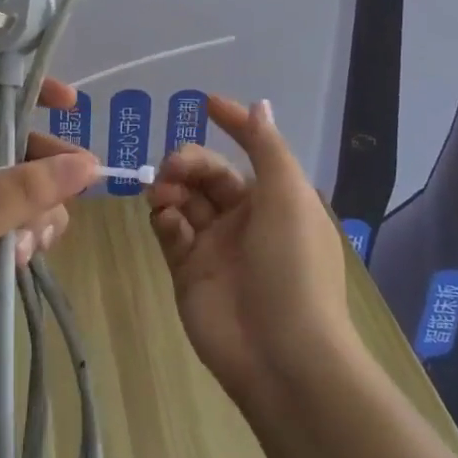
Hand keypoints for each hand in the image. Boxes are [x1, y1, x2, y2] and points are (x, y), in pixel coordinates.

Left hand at [0, 82, 98, 384]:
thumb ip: (25, 188)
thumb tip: (89, 164)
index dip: (29, 97)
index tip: (70, 102)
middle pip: (22, 149)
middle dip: (47, 172)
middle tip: (82, 181)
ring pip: (34, 191)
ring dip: (39, 215)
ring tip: (24, 244)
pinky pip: (31, 225)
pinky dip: (34, 238)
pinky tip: (23, 258)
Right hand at [145, 95, 354, 406]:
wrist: (281, 354)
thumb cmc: (292, 265)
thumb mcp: (289, 196)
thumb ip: (266, 147)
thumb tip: (258, 104)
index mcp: (276, 200)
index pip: (250, 151)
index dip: (232, 125)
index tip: (205, 103)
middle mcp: (245, 219)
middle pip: (207, 175)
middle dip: (188, 162)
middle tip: (173, 168)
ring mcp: (215, 247)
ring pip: (183, 200)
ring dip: (172, 188)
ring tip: (164, 195)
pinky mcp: (188, 271)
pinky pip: (171, 232)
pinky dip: (166, 220)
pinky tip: (168, 223)